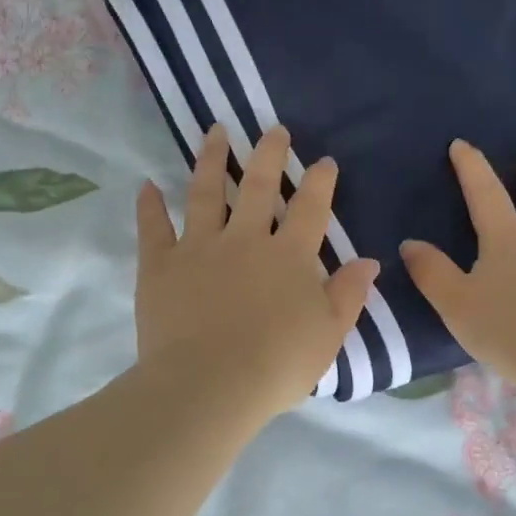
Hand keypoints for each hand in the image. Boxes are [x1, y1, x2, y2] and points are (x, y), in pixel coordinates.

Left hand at [135, 124, 379, 425]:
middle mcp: (244, 240)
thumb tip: (368, 261)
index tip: (324, 162)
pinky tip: (147, 185)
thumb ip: (348, 295)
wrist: (210, 385)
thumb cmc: (276, 365)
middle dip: (269, 155)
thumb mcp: (328, 335)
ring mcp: (199, 248)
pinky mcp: (160, 265)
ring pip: (205, 193)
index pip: (309, 209)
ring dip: (211, 160)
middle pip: (258, 186)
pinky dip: (149, 206)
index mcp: (288, 256)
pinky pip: (153, 228)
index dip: (320, 183)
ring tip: (215, 132)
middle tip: (274, 130)